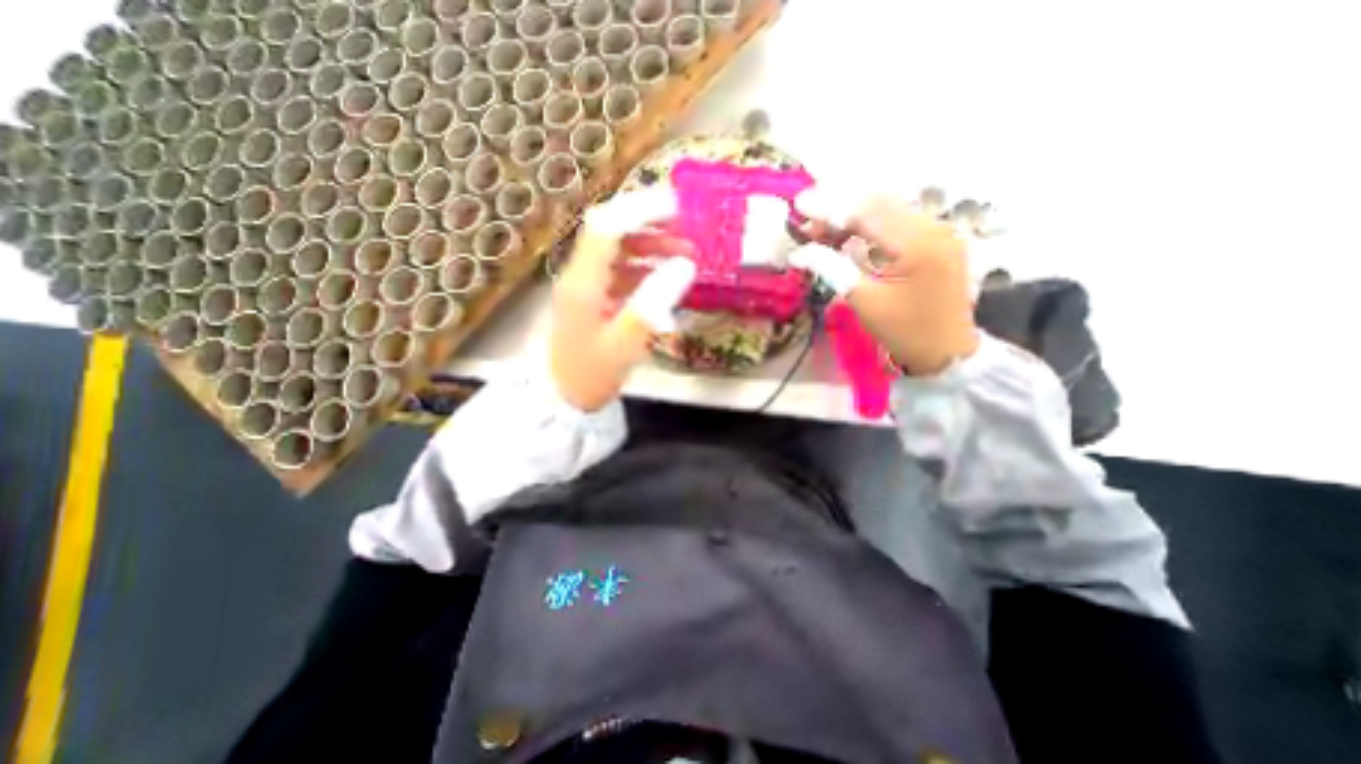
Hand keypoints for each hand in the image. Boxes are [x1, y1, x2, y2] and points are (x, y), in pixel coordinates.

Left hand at [548, 189, 694, 410]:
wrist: (561, 400)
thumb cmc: (591, 375)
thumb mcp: (626, 343)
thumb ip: (654, 301)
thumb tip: (685, 265)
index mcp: (583, 281)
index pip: (608, 226)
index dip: (641, 210)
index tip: (678, 208)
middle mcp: (579, 275)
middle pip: (609, 230)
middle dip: (648, 222)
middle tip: (685, 226)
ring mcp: (583, 285)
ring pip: (615, 249)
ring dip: (648, 244)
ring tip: (683, 251)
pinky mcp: (590, 298)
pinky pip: (617, 270)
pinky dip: (642, 266)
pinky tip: (663, 276)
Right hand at [787, 192, 979, 376]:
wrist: (948, 353)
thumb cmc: (905, 332)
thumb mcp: (864, 302)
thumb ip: (833, 269)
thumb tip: (800, 252)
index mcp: (917, 243)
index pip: (867, 212)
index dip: (830, 207)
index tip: (800, 206)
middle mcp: (934, 227)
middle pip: (880, 203)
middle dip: (840, 208)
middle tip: (808, 221)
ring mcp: (940, 232)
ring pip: (890, 209)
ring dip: (855, 215)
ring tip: (823, 229)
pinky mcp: (939, 241)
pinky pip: (900, 222)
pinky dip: (872, 224)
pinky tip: (851, 235)